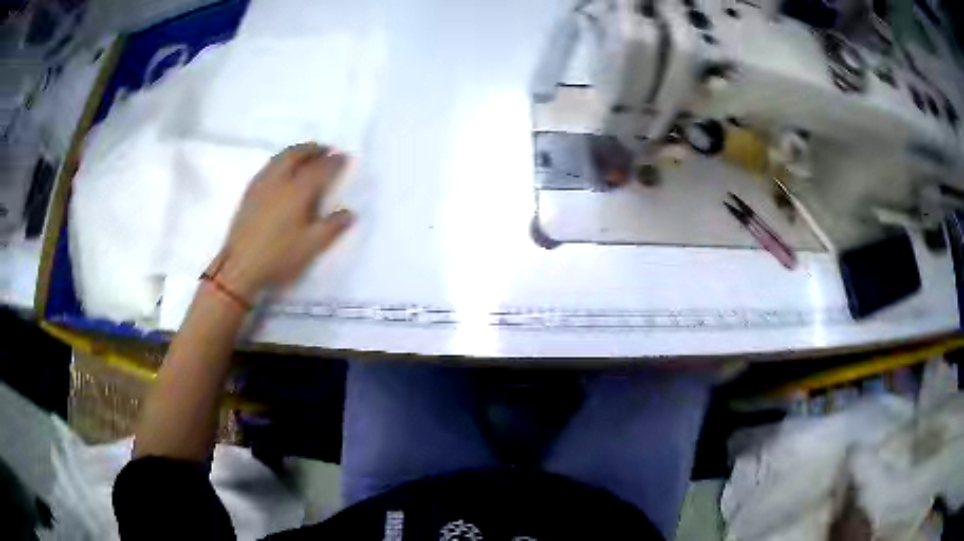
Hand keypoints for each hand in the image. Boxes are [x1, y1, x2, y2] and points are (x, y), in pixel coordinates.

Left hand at [208, 143, 354, 301]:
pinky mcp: (249, 193)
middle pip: (297, 154)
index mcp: (297, 192)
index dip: (333, 162)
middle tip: (325, 150)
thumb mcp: (311, 247)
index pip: (319, 169)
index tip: (343, 157)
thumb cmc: (278, 258)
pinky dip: (281, 160)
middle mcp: (279, 181)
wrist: (240, 268)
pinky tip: (282, 171)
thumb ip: (332, 227)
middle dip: (313, 149)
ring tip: (306, 156)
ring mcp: (261, 185)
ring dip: (296, 151)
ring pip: (280, 158)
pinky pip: (269, 166)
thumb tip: (349, 213)